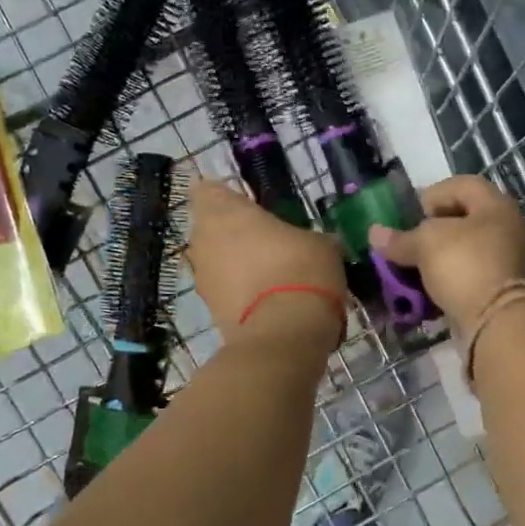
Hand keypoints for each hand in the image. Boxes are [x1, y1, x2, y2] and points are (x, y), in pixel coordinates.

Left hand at [187, 179, 346, 346]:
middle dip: (231, 232)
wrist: (283, 336)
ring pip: (215, 261)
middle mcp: (203, 241)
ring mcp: (203, 278)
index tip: (249, 205)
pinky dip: (239, 292)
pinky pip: (224, 291)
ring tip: (270, 273)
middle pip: (209, 228)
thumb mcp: (321, 245)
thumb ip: (306, 237)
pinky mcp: (210, 311)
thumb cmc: (300, 271)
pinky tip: (268, 300)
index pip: (207, 189)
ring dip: (234, 264)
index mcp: (224, 212)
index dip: (225, 196)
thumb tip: (312, 245)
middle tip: (265, 239)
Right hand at [368, 175, 524, 336]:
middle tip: (413, 242)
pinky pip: (474, 275)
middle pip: (467, 218)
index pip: (463, 185)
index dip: (434, 194)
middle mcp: (509, 228)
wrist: (498, 321)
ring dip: (442, 257)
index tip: (414, 214)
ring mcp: (511, 260)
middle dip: (435, 229)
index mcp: (496, 206)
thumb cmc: (464, 265)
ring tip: (417, 268)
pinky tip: (432, 290)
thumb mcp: (425, 245)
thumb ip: (400, 239)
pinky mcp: (506, 290)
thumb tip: (374, 233)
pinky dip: (453, 279)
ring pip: (469, 250)